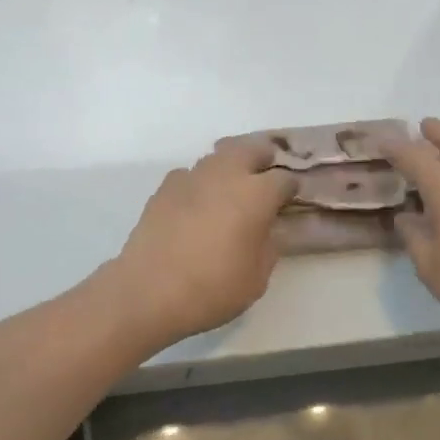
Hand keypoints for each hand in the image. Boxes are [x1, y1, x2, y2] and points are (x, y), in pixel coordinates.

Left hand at [104, 140, 296, 346]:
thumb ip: (267, 246)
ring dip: (229, 166)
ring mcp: (192, 177)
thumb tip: (265, 230)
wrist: (148, 291)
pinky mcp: (165, 188)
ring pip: (217, 156)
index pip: (284, 179)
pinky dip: (200, 183)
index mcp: (256, 194)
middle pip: (250, 148)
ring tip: (231, 187)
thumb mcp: (257, 278)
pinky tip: (197, 202)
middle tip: (265, 172)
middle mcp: (226, 175)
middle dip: (262, 156)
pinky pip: (190, 175)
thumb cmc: (212, 288)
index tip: (291, 199)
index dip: (291, 188)